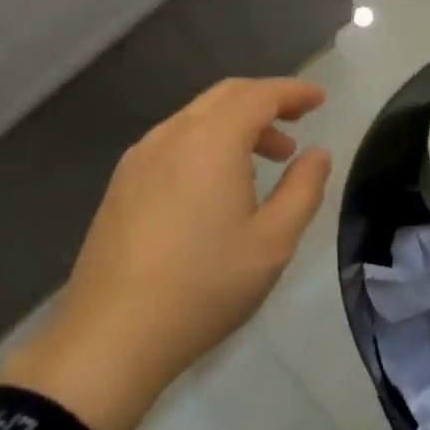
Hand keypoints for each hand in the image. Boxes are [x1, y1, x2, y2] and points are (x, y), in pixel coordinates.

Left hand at [0, 78, 330, 429]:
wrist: (110, 337)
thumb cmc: (203, 286)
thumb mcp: (272, 242)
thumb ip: (303, 189)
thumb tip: (318, 154)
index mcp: (212, 140)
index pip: (260, 94)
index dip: (293, 92)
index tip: (320, 99)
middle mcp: (173, 134)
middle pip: (226, 95)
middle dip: (265, 102)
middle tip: (296, 125)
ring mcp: (141, 156)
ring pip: (197, 117)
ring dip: (236, 124)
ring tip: (262, 163)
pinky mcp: (121, 182)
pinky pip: (173, 141)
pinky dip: (206, 142)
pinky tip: (214, 185)